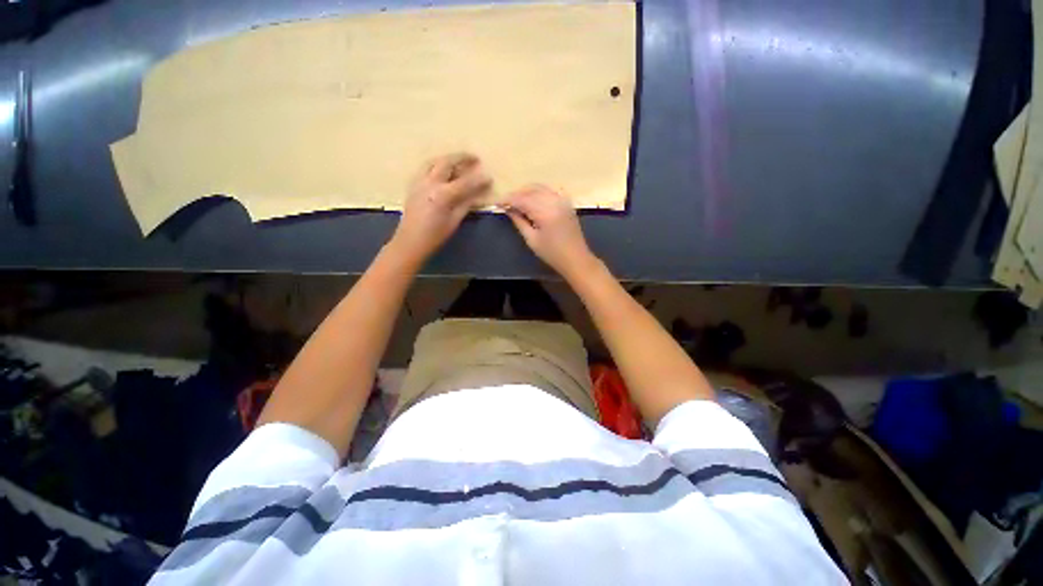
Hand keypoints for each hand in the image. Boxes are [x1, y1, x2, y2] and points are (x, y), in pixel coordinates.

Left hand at [391, 153, 491, 262]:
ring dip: (448, 158)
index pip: (465, 182)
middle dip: (462, 158)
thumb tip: (477, 193)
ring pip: (434, 161)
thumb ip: (466, 204)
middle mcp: (429, 183)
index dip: (478, 180)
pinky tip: (442, 170)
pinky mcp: (413, 184)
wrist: (410, 241)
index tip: (489, 177)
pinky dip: (437, 164)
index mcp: (442, 195)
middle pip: (447, 162)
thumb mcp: (454, 221)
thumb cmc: (435, 235)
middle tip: (474, 158)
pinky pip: (425, 168)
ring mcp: (419, 182)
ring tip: (459, 160)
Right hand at [504, 184, 597, 279]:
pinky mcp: (566, 203)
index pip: (522, 199)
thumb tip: (508, 210)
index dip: (508, 200)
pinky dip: (538, 192)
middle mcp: (554, 201)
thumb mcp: (532, 240)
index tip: (497, 204)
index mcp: (545, 211)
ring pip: (540, 188)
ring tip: (516, 201)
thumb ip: (519, 221)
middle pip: (530, 190)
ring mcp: (562, 200)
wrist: (576, 258)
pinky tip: (531, 200)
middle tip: (505, 203)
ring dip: (526, 192)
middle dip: (516, 194)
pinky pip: (549, 191)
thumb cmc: (552, 253)